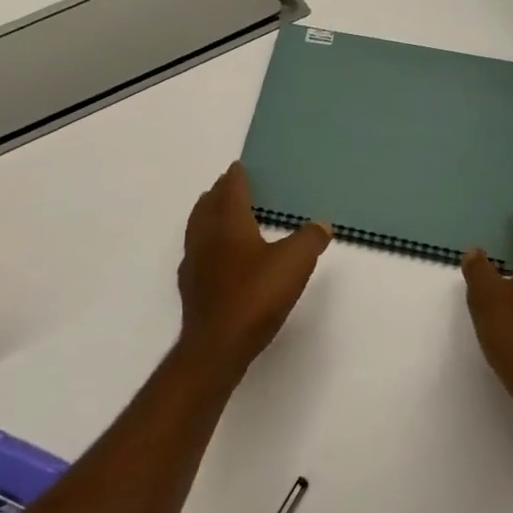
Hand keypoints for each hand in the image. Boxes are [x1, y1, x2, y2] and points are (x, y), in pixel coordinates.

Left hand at [176, 163, 331, 375]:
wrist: (217, 345)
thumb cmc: (255, 296)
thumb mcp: (294, 263)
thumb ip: (309, 239)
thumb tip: (321, 224)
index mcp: (229, 222)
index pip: (230, 189)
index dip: (236, 176)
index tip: (239, 167)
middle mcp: (206, 235)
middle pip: (209, 204)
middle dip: (220, 192)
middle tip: (230, 185)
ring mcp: (194, 261)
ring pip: (198, 226)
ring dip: (208, 214)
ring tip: (219, 212)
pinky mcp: (191, 286)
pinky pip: (196, 251)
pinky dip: (205, 242)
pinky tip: (214, 255)